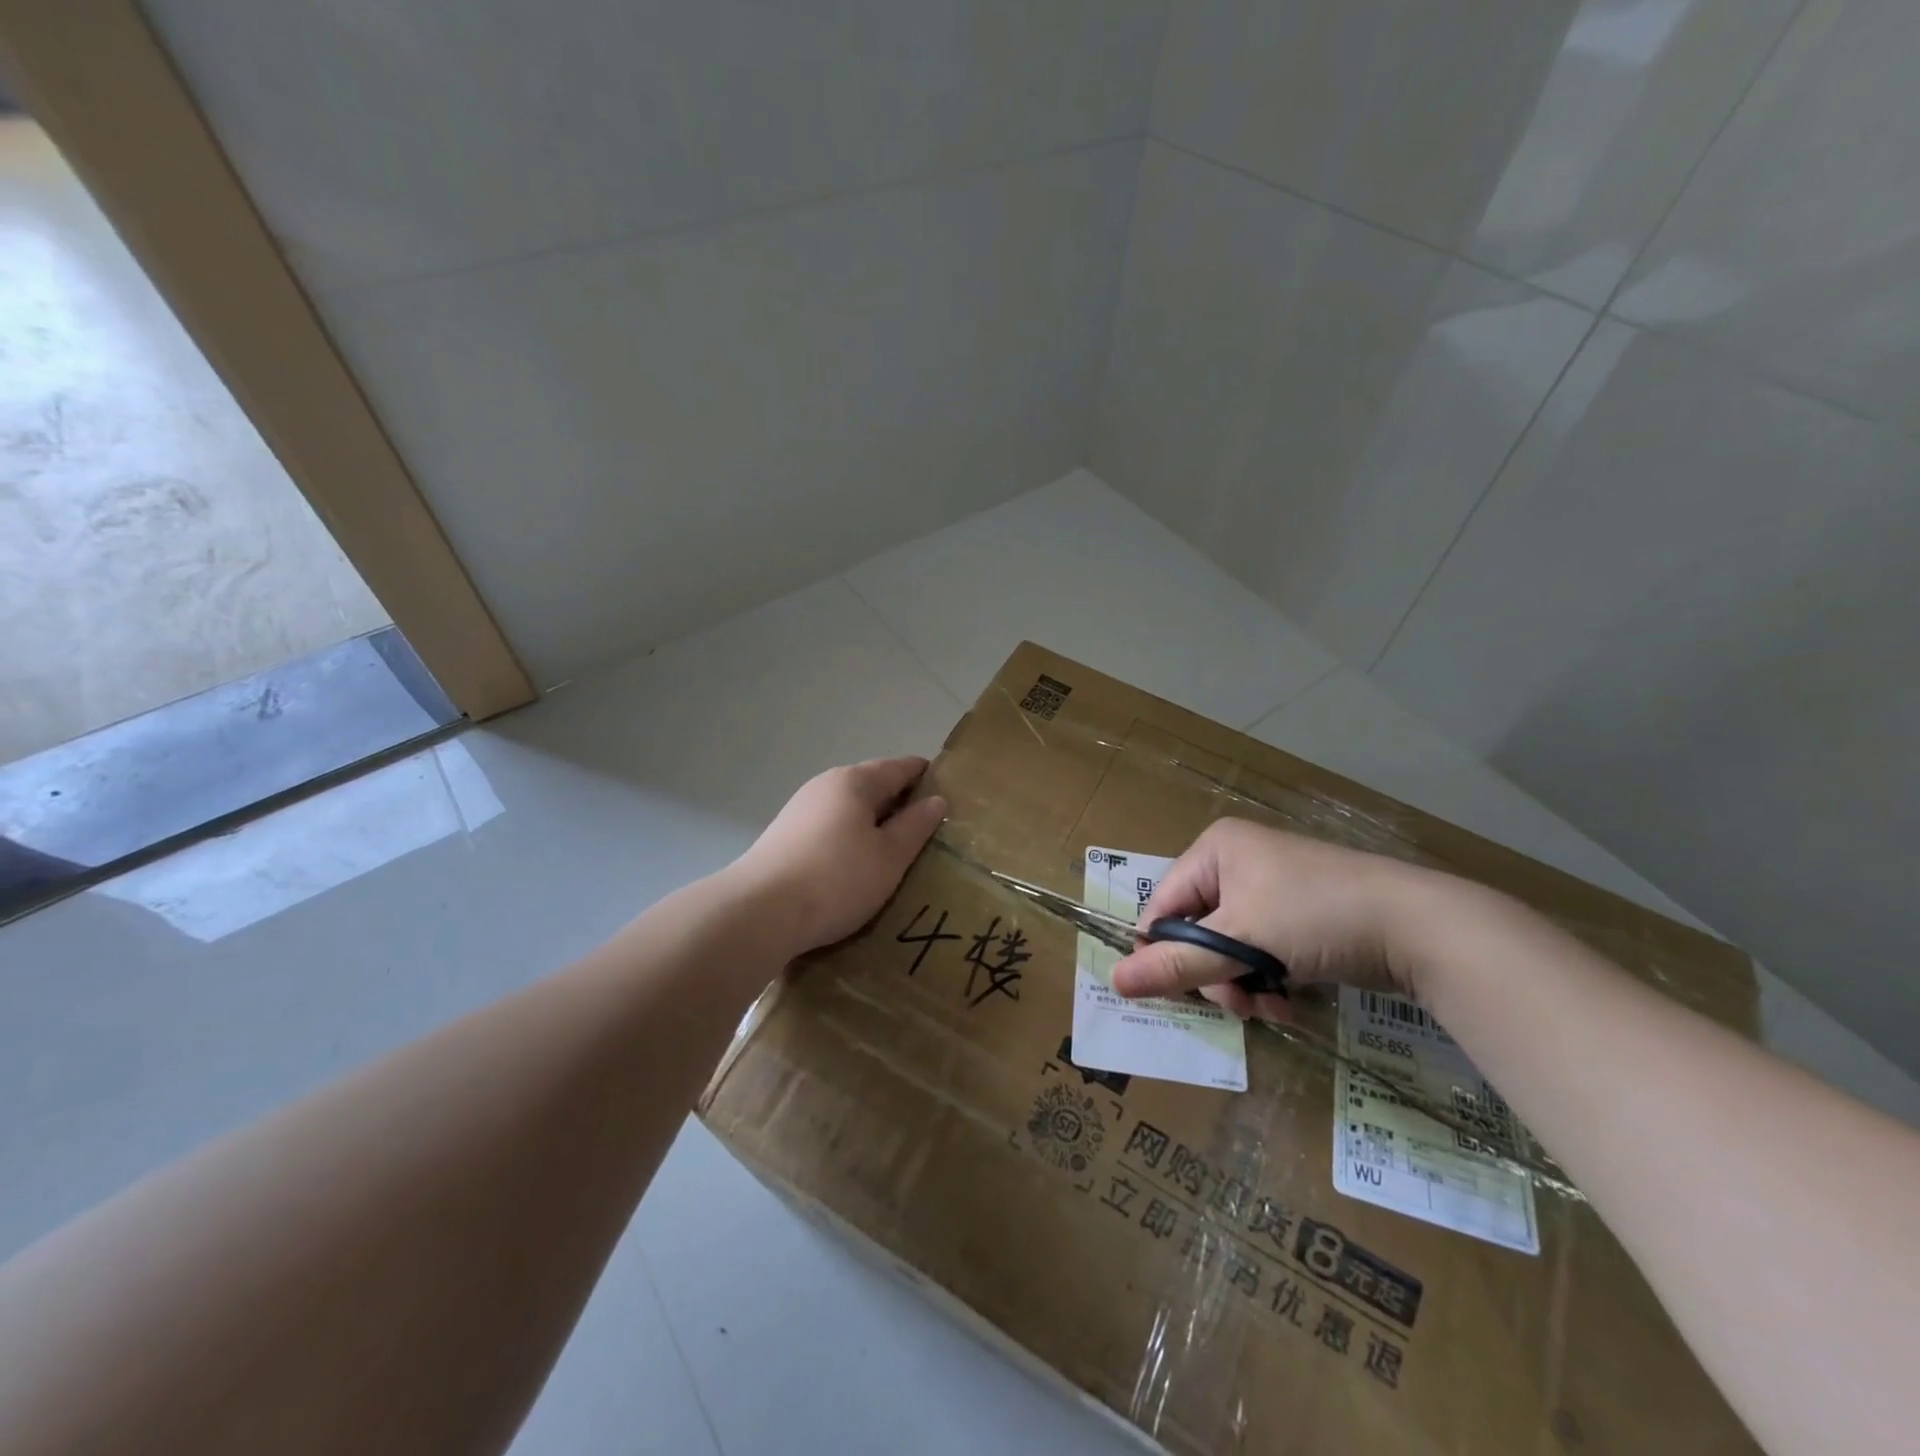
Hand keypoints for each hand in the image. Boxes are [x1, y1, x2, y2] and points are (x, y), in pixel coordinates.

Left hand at [730, 757, 946, 955]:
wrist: (759, 913)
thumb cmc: (836, 879)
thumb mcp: (889, 857)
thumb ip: (915, 826)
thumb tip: (936, 800)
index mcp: (854, 781)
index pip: (900, 767)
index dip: (927, 777)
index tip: (950, 794)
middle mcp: (825, 786)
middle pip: (872, 786)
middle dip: (900, 804)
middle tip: (929, 832)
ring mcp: (800, 810)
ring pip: (849, 810)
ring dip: (873, 825)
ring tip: (896, 854)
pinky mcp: (784, 837)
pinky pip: (830, 829)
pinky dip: (850, 840)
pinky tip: (856, 867)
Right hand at [1110, 819, 1433, 1020]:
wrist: (1419, 925)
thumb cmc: (1315, 917)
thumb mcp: (1240, 943)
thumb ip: (1177, 965)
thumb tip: (1115, 982)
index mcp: (1216, 849)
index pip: (1164, 905)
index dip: (1165, 952)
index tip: (1180, 993)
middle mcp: (1239, 861)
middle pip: (1197, 929)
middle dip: (1214, 974)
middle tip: (1236, 1004)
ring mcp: (1273, 887)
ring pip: (1230, 946)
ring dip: (1242, 984)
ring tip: (1269, 1006)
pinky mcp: (1301, 913)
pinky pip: (1262, 950)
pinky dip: (1268, 979)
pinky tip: (1289, 1001)